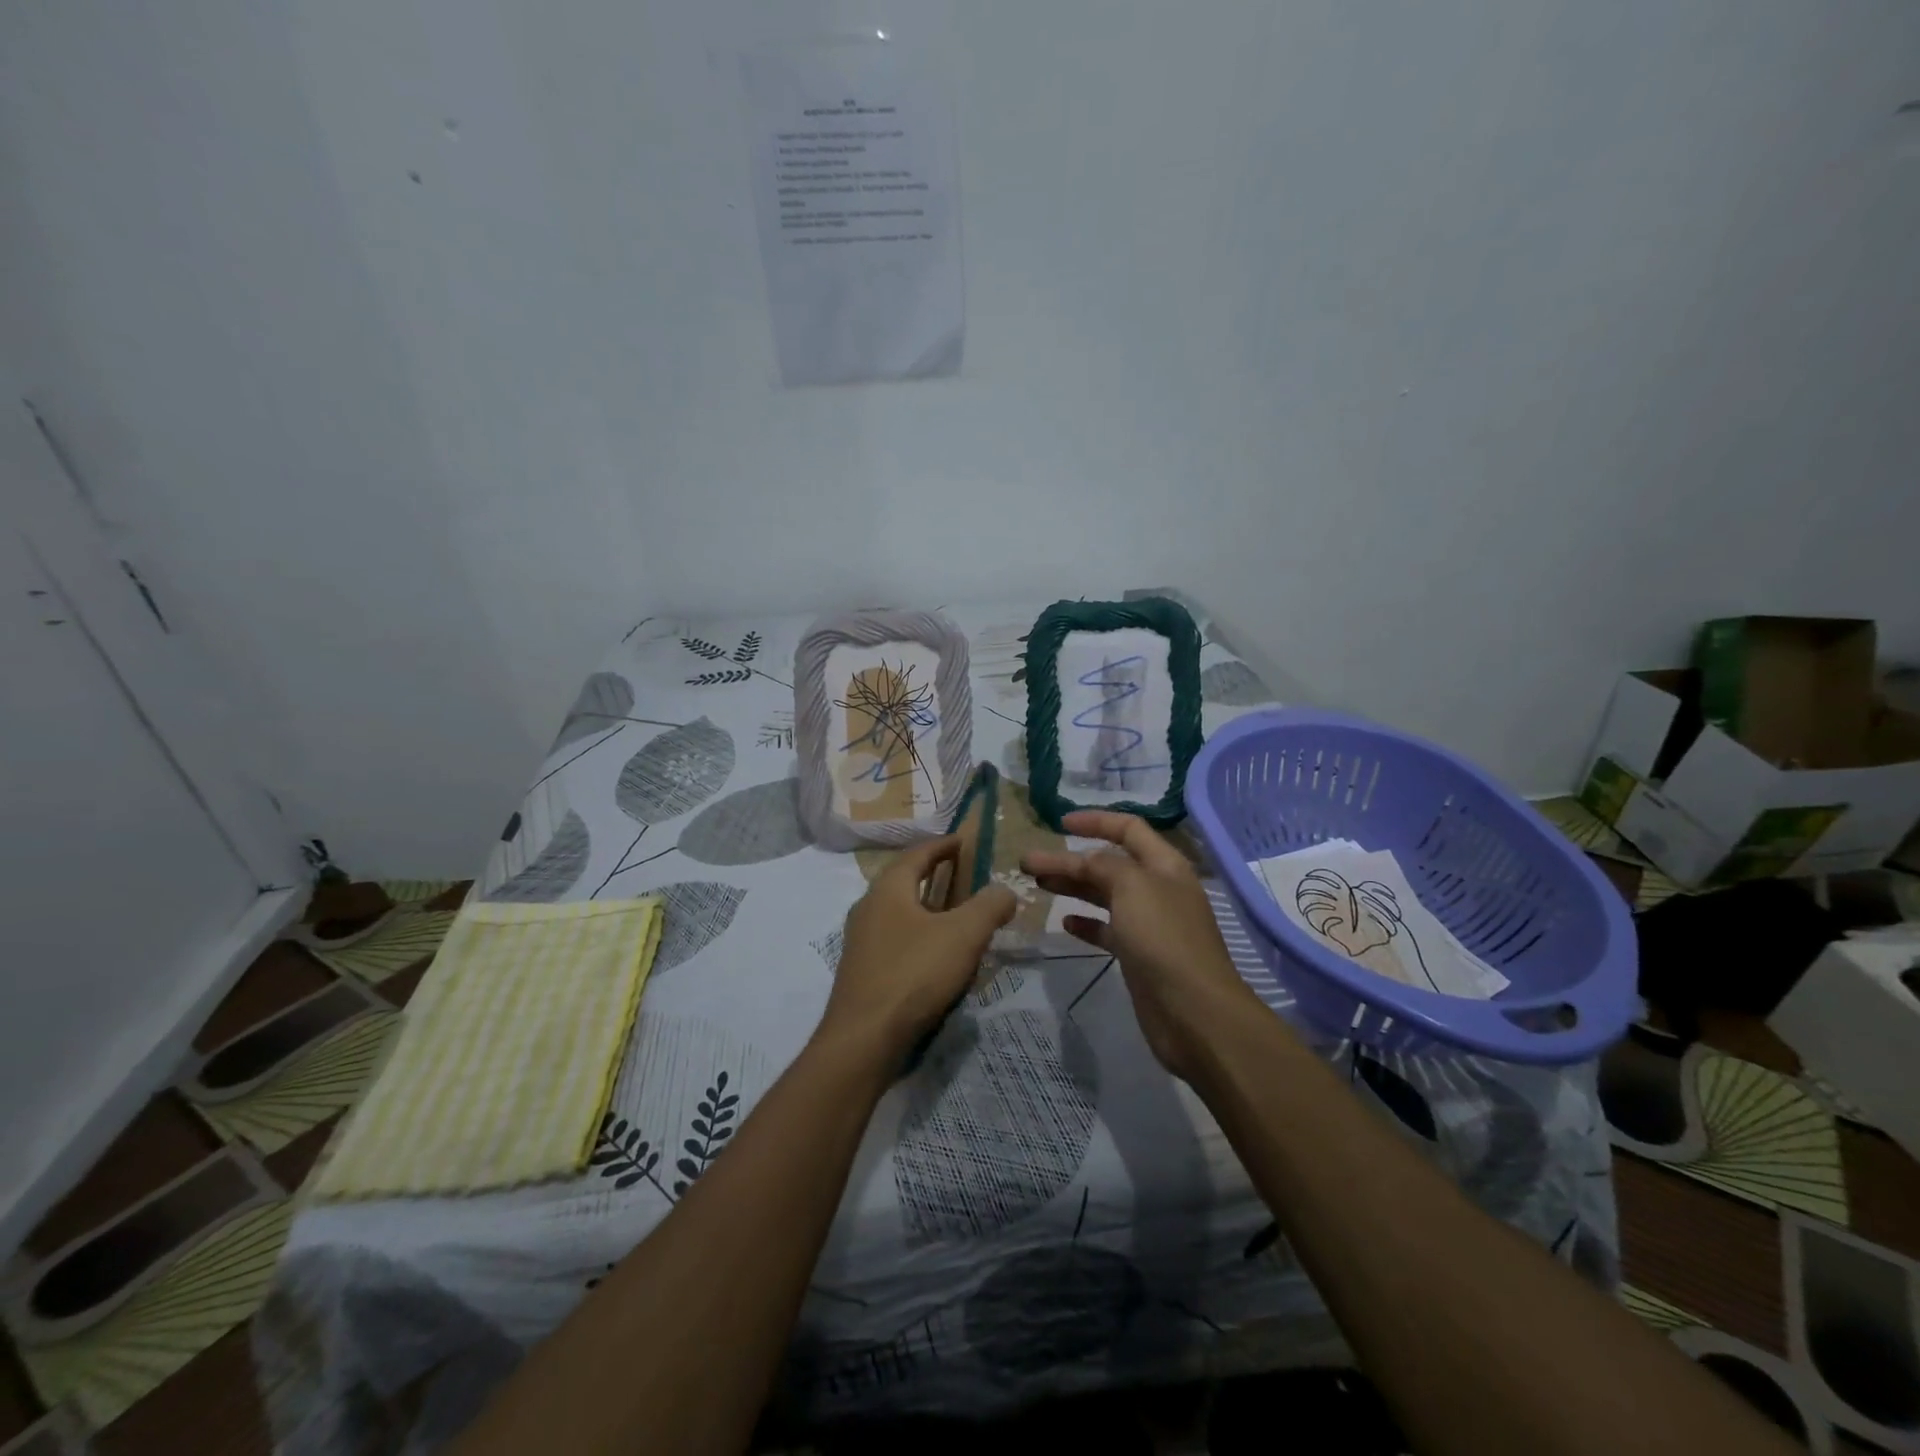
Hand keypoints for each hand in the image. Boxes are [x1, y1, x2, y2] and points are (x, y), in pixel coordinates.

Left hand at [822, 835, 1017, 1066]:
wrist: (864, 1039)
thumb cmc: (914, 974)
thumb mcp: (963, 935)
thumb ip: (989, 906)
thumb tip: (1005, 890)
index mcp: (888, 889)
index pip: (917, 854)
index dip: (943, 845)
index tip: (964, 841)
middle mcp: (868, 908)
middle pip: (905, 881)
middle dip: (935, 876)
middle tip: (965, 877)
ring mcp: (861, 942)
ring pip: (900, 914)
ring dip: (928, 910)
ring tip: (958, 919)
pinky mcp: (863, 972)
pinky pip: (896, 942)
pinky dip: (920, 938)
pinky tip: (938, 959)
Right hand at [1023, 810, 1267, 1079]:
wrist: (1194, 1013)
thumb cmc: (1164, 938)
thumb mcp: (1132, 887)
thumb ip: (1103, 865)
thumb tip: (1084, 861)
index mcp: (1164, 865)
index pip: (1128, 828)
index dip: (1095, 821)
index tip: (1058, 823)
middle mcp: (1158, 889)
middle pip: (1108, 864)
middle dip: (1070, 859)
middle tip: (1030, 863)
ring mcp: (1149, 924)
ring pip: (1104, 895)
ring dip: (1073, 887)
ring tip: (1038, 884)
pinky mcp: (1139, 955)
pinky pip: (1107, 930)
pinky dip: (1086, 923)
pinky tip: (1064, 923)